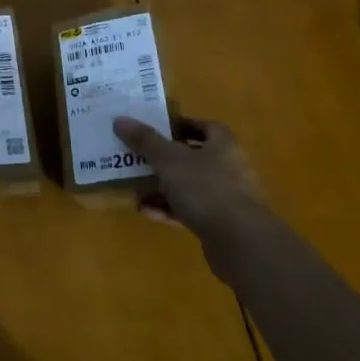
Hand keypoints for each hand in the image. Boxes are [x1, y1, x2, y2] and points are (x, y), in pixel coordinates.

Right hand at [112, 115, 281, 279]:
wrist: (239, 241)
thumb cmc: (205, 188)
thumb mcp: (168, 159)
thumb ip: (144, 140)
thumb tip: (120, 119)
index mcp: (223, 144)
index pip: (203, 126)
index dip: (180, 125)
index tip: (154, 129)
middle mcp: (228, 167)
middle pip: (192, 156)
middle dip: (164, 158)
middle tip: (137, 158)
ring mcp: (226, 196)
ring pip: (189, 185)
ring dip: (162, 186)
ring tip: (134, 187)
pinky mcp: (220, 222)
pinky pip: (190, 209)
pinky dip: (169, 209)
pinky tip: (146, 212)